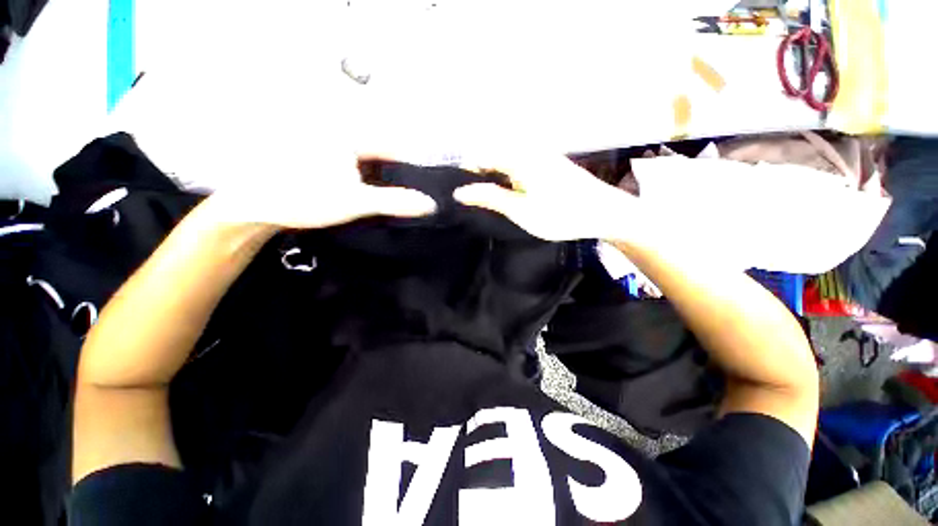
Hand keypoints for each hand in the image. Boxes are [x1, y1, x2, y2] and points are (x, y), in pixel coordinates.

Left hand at [207, 153, 436, 229]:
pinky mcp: (321, 157)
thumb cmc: (304, 198)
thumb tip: (430, 204)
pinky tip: (366, 196)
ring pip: (368, 163)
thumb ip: (395, 201)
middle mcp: (340, 133)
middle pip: (381, 155)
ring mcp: (329, 146)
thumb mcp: (356, 202)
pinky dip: (364, 181)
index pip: (393, 148)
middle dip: (396, 177)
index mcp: (349, 135)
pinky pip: (353, 167)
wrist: (253, 207)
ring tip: (390, 201)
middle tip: (408, 201)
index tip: (420, 190)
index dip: (409, 169)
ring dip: (381, 181)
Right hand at [453, 152, 637, 240]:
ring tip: (492, 203)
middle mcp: (528, 151)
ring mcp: (541, 157)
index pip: (481, 156)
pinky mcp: (548, 166)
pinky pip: (520, 169)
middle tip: (476, 202)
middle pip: (493, 158)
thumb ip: (490, 198)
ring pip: (506, 165)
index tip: (461, 194)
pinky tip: (512, 197)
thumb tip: (460, 192)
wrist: (604, 213)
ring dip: (496, 181)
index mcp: (519, 157)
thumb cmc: (560, 214)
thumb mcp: (520, 209)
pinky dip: (510, 182)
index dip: (468, 174)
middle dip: (481, 178)